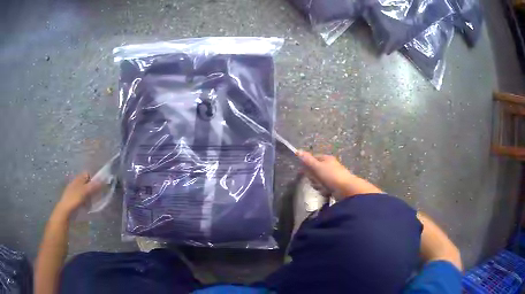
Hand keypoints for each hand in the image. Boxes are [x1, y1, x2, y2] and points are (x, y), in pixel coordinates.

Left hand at [54, 172, 102, 216]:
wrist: (65, 210)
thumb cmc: (74, 199)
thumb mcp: (85, 192)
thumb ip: (93, 186)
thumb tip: (103, 179)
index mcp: (78, 179)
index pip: (87, 174)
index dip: (93, 178)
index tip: (98, 186)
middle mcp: (76, 183)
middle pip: (86, 182)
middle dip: (92, 188)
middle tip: (96, 195)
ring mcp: (74, 191)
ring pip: (84, 190)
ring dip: (89, 195)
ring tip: (91, 202)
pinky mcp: (74, 198)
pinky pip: (82, 197)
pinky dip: (85, 200)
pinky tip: (86, 206)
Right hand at [296, 150, 382, 200]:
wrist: (346, 189)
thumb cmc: (331, 176)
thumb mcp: (317, 167)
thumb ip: (307, 160)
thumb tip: (297, 151)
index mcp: (326, 158)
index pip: (313, 159)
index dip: (307, 165)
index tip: (302, 172)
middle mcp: (330, 165)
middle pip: (315, 171)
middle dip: (313, 178)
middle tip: (316, 181)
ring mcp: (334, 175)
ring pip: (319, 180)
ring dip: (318, 185)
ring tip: (322, 187)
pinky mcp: (336, 185)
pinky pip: (325, 187)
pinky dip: (324, 190)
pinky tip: (326, 192)